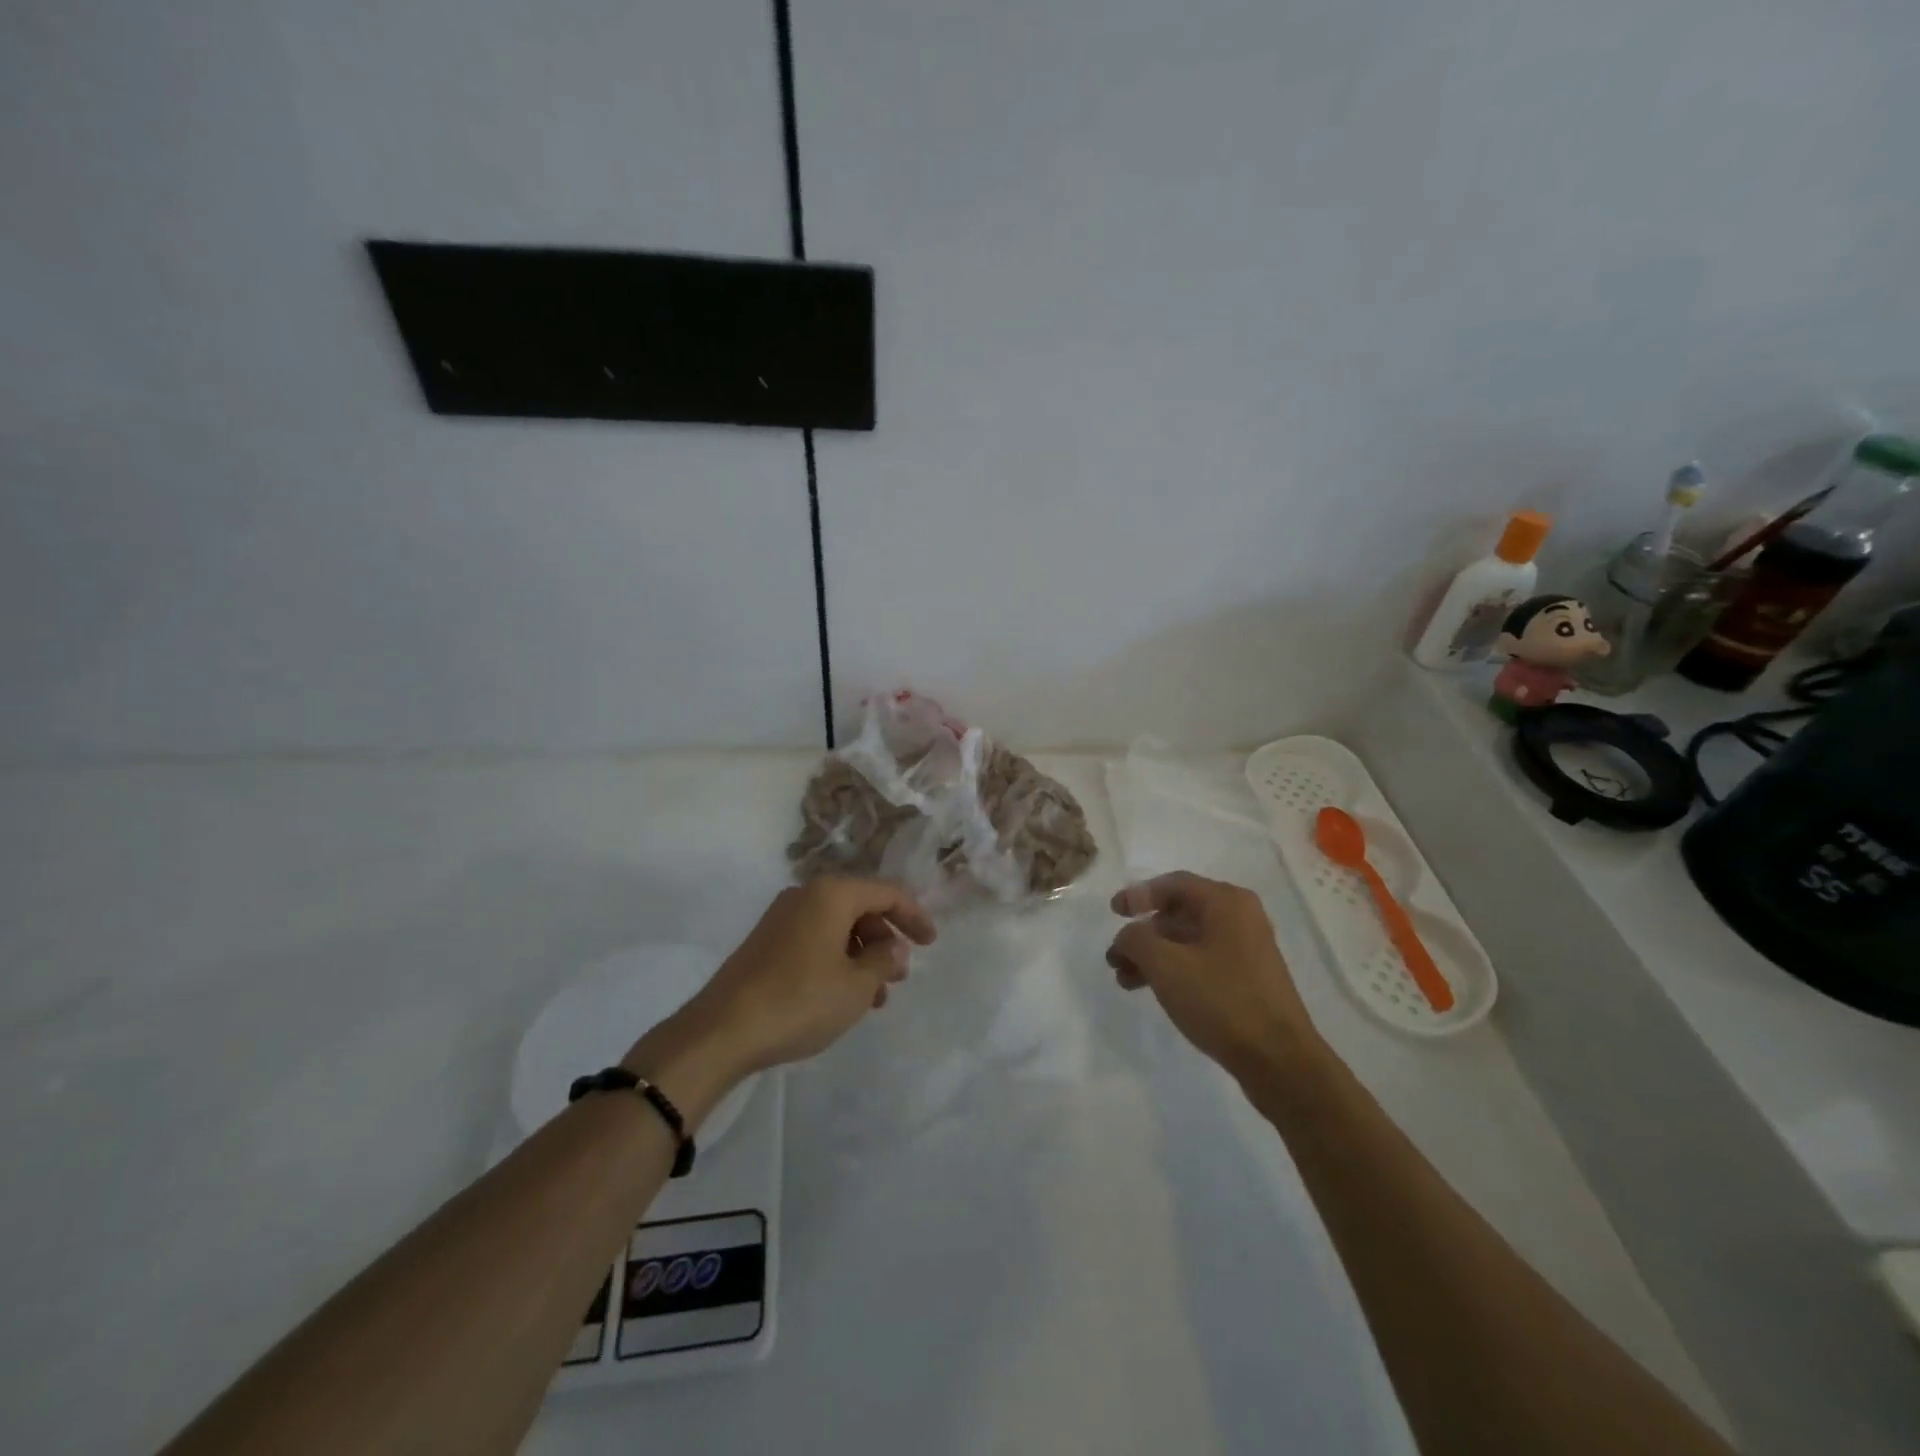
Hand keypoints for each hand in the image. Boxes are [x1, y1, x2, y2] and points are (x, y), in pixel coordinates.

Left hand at [637, 879, 936, 1091]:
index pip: (886, 892)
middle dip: (885, 940)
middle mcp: (806, 895)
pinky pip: (815, 940)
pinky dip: (837, 961)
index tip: (931, 943)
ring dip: (862, 956)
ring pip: (837, 927)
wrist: (721, 1030)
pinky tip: (842, 996)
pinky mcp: (765, 942)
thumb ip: (883, 960)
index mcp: (831, 894)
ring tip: (875, 997)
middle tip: (900, 975)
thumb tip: (891, 947)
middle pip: (860, 907)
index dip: (914, 916)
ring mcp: (781, 918)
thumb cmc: (800, 1000)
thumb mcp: (856, 986)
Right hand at [1107, 872, 1318, 1080]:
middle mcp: (1240, 917)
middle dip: (1143, 933)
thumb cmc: (1221, 1000)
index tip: (1113, 912)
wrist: (1279, 1061)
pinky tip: (1152, 990)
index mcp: (1226, 902)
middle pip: (1179, 913)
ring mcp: (1247, 949)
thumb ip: (1136, 939)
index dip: (1138, 895)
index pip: (1173, 884)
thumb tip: (1129, 935)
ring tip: (1124, 979)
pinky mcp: (1248, 979)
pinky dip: (1174, 970)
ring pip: (1188, 941)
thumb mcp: (1166, 965)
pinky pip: (1201, 962)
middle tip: (1115, 955)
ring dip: (1153, 956)